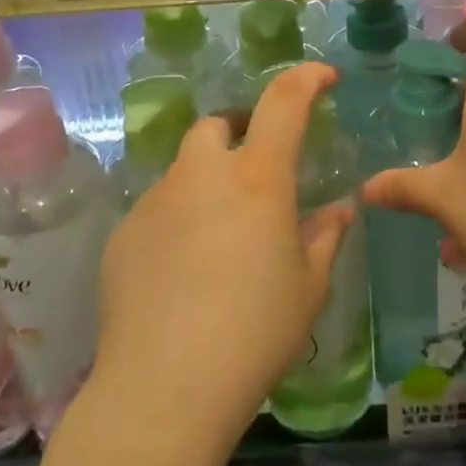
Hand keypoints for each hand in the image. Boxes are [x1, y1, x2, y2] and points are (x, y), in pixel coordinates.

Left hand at [92, 63, 354, 460]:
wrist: (164, 388)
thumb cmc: (254, 334)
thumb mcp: (308, 288)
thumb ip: (326, 237)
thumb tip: (340, 210)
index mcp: (257, 178)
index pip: (284, 102)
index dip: (306, 78)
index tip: (323, 77)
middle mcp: (202, 173)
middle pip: (219, 124)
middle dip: (241, 133)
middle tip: (258, 171)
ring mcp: (156, 199)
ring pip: (186, 168)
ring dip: (208, 181)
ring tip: (221, 233)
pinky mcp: (124, 231)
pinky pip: (159, 208)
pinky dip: (179, 219)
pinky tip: (184, 270)